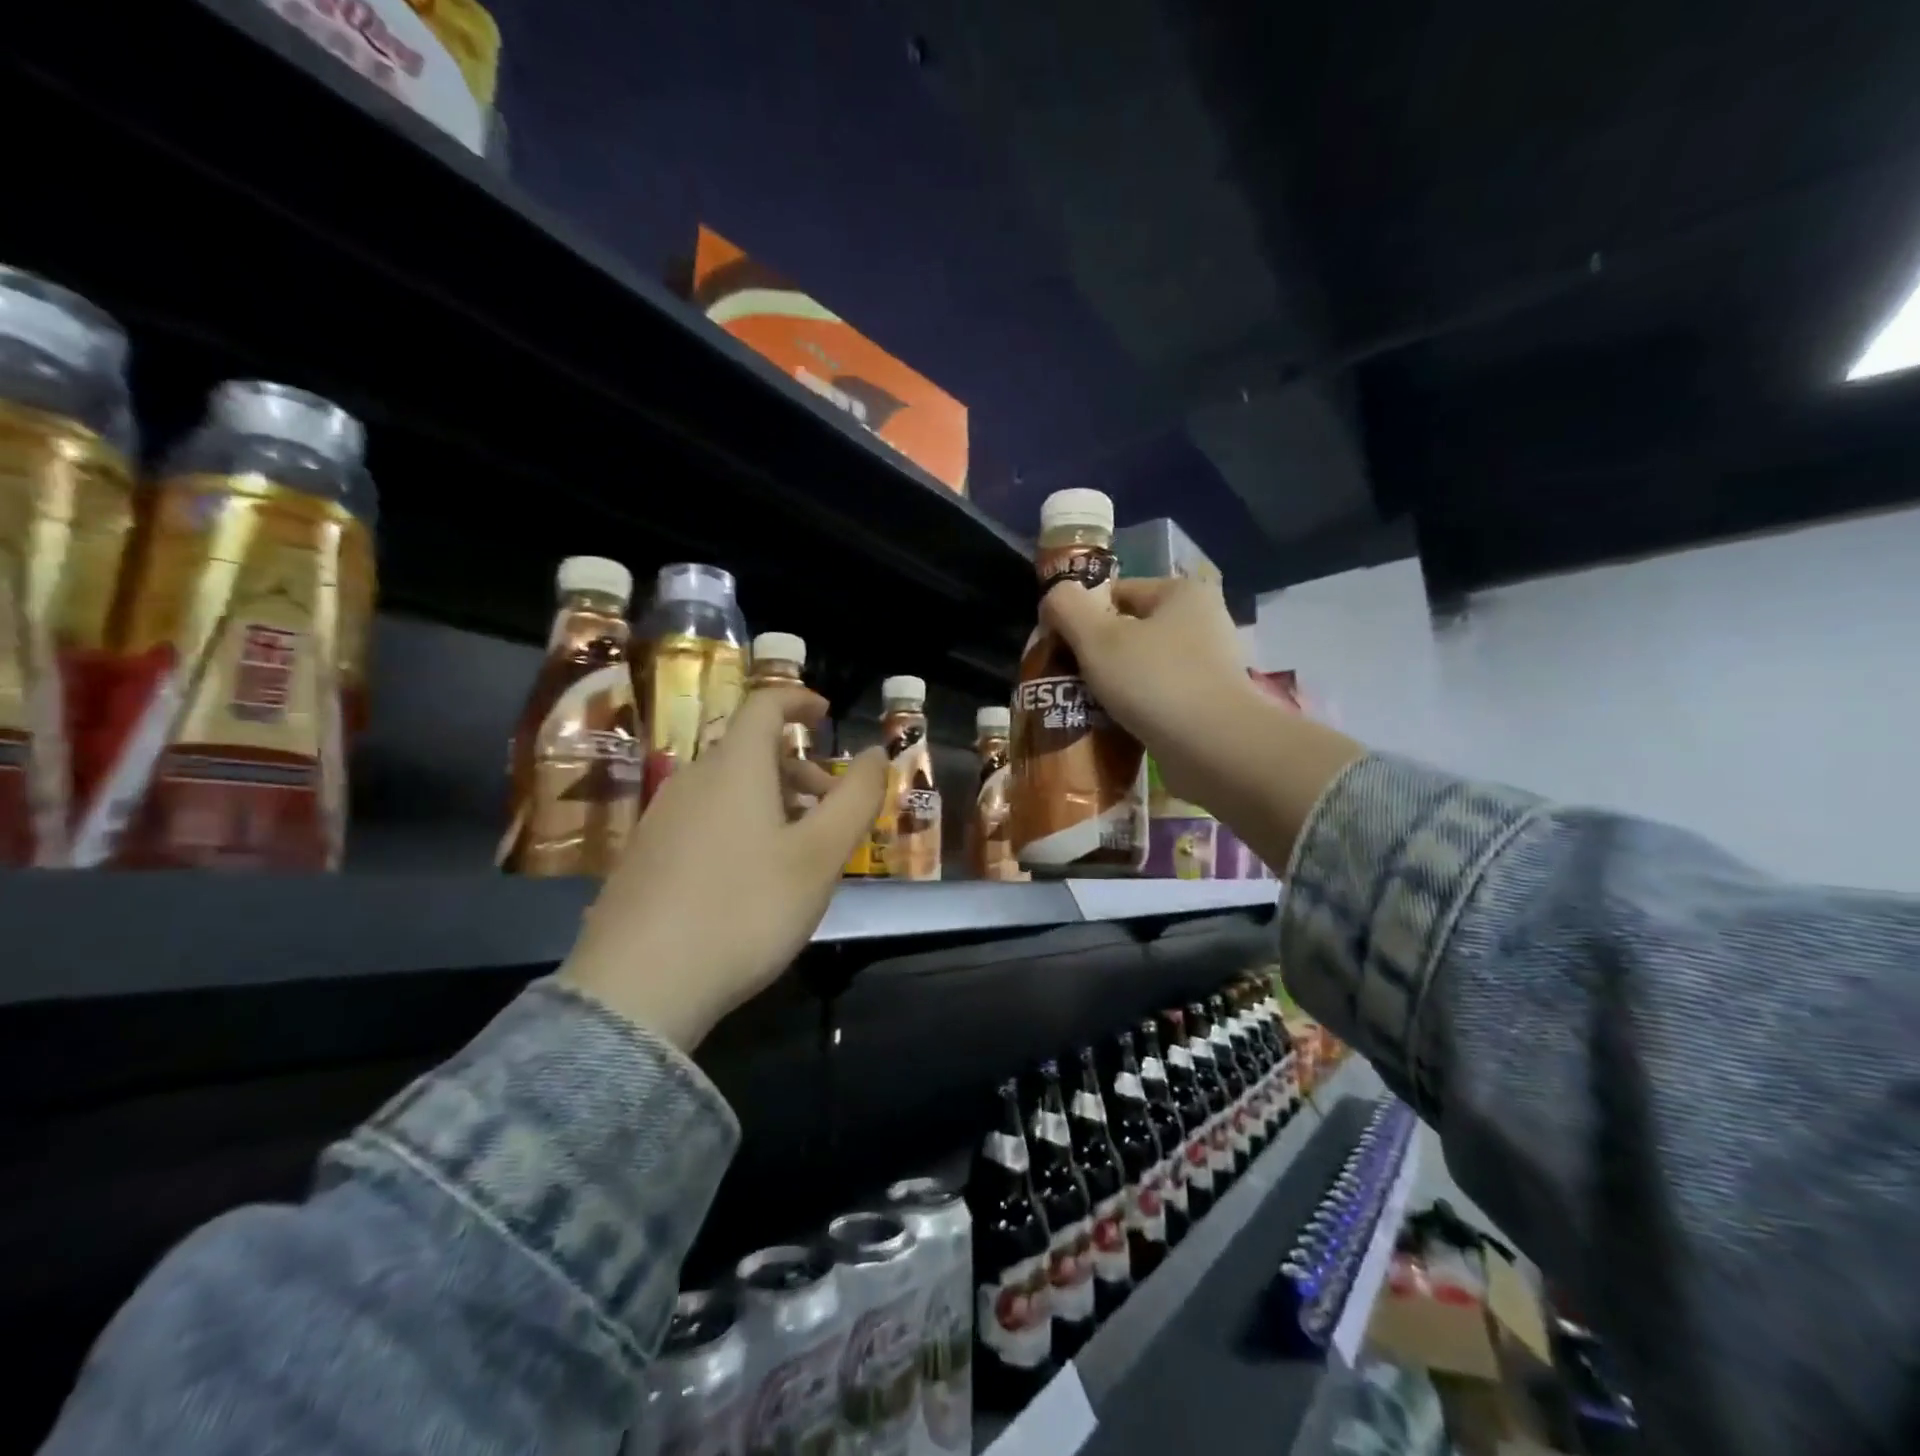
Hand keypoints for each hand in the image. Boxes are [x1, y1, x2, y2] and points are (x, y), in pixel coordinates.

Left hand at [559, 687, 885, 1048]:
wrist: (638, 987)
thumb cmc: (745, 910)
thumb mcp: (819, 856)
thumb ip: (855, 798)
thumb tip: (875, 752)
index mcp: (735, 767)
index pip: (764, 705)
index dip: (798, 700)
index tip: (826, 715)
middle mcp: (691, 780)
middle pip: (749, 750)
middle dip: (798, 767)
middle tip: (832, 807)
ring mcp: (661, 818)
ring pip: (727, 788)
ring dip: (772, 800)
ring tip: (798, 849)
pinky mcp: (644, 856)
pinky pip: (703, 818)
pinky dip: (740, 824)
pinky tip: (750, 879)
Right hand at [1041, 575, 1265, 807]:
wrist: (1215, 749)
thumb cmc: (1154, 681)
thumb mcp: (1097, 638)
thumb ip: (1068, 608)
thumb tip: (1055, 594)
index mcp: (1182, 592)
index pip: (1116, 592)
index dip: (1081, 615)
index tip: (1058, 646)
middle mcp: (1202, 621)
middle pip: (1129, 630)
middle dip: (1096, 654)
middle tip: (1066, 679)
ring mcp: (1209, 665)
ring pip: (1142, 666)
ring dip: (1113, 684)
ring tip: (1085, 706)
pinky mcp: (1209, 704)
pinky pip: (1158, 697)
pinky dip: (1136, 708)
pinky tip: (1113, 726)